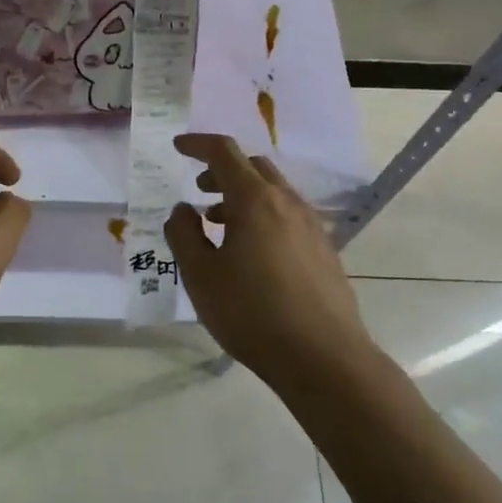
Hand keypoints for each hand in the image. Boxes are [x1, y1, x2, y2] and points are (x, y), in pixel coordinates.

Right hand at [164, 134, 373, 387]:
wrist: (324, 358)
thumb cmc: (252, 313)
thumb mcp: (201, 276)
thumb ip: (184, 235)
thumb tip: (182, 210)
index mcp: (255, 200)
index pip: (224, 152)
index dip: (197, 144)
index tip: (177, 147)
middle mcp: (287, 202)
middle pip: (253, 166)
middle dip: (222, 170)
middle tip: (199, 189)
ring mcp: (311, 225)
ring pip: (273, 192)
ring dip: (242, 195)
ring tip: (219, 225)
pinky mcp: (324, 250)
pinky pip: (288, 216)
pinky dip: (263, 215)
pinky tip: (252, 252)